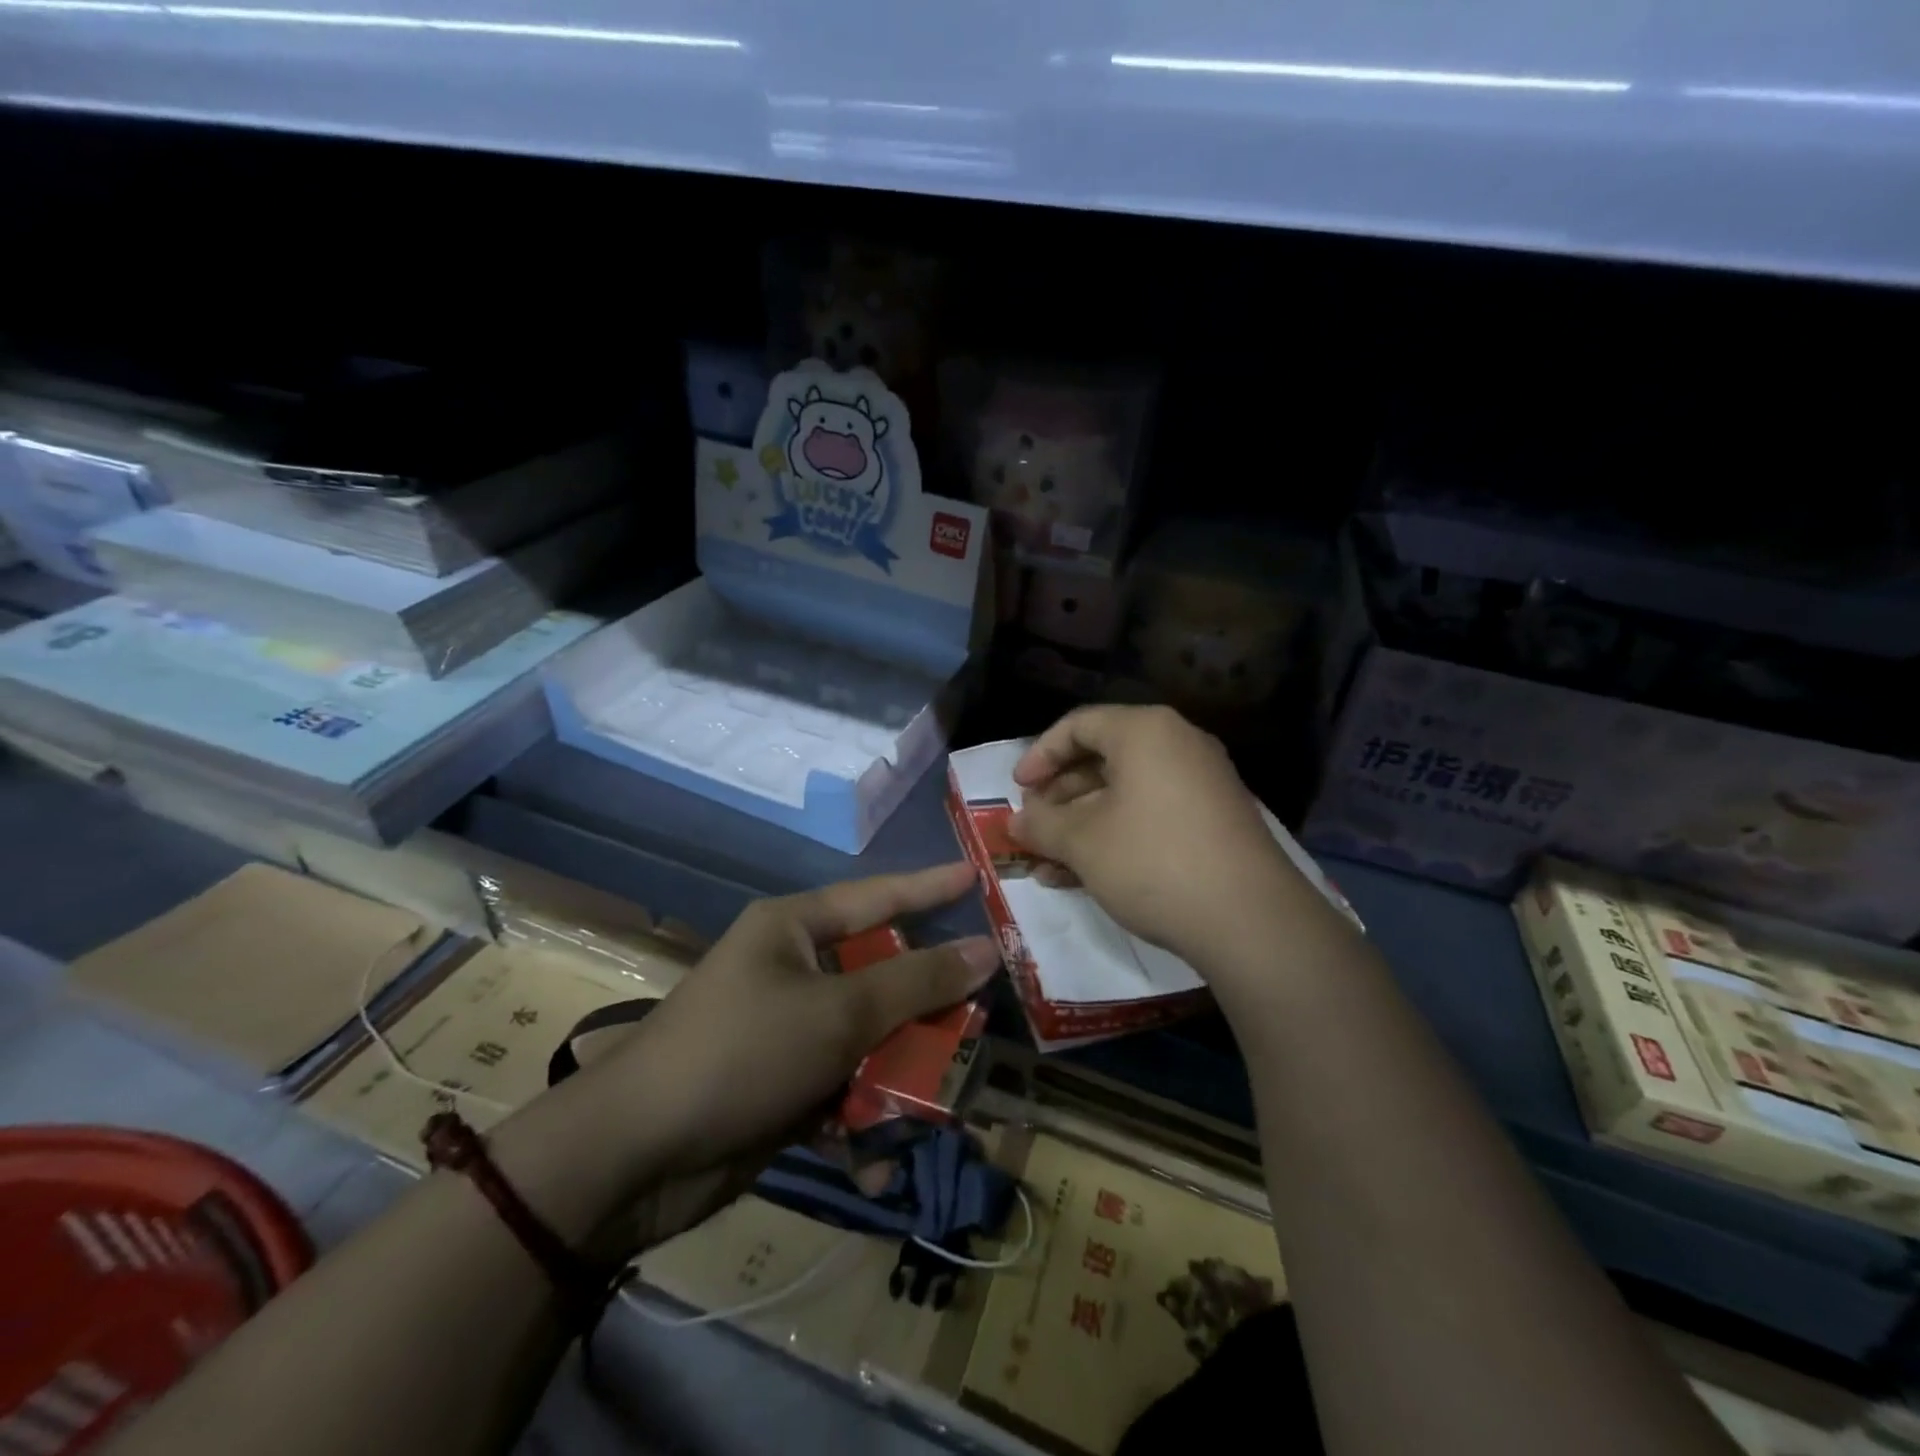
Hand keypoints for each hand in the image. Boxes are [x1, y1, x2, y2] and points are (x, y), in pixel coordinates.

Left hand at [602, 863, 999, 1183]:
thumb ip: (916, 982)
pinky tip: (876, 1162)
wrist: (633, 1158)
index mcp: (794, 929)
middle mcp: (792, 970)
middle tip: (981, 1018)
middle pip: (881, 976)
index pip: (878, 896)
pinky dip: (861, 1121)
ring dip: (900, 1076)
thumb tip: (985, 949)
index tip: (975, 875)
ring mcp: (787, 1029)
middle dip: (927, 1008)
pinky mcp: (782, 1085)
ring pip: (869, 1038)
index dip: (930, 886)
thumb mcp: (838, 1014)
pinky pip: (842, 1088)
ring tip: (942, 1107)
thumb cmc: (742, 1053)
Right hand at [1010, 705, 1297, 966]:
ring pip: (1124, 794)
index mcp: (1145, 731)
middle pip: (1102, 759)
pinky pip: (1151, 816)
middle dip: (1059, 798)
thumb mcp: (1083, 842)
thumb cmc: (1153, 861)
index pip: (1078, 725)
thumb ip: (1042, 825)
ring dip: (1081, 826)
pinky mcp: (1214, 822)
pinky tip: (1083, 877)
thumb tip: (1015, 821)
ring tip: (1048, 865)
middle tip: (1033, 828)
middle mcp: (1177, 745)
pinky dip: (1115, 838)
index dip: (1040, 755)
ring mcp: (1201, 784)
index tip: (1017, 789)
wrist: (1251, 921)